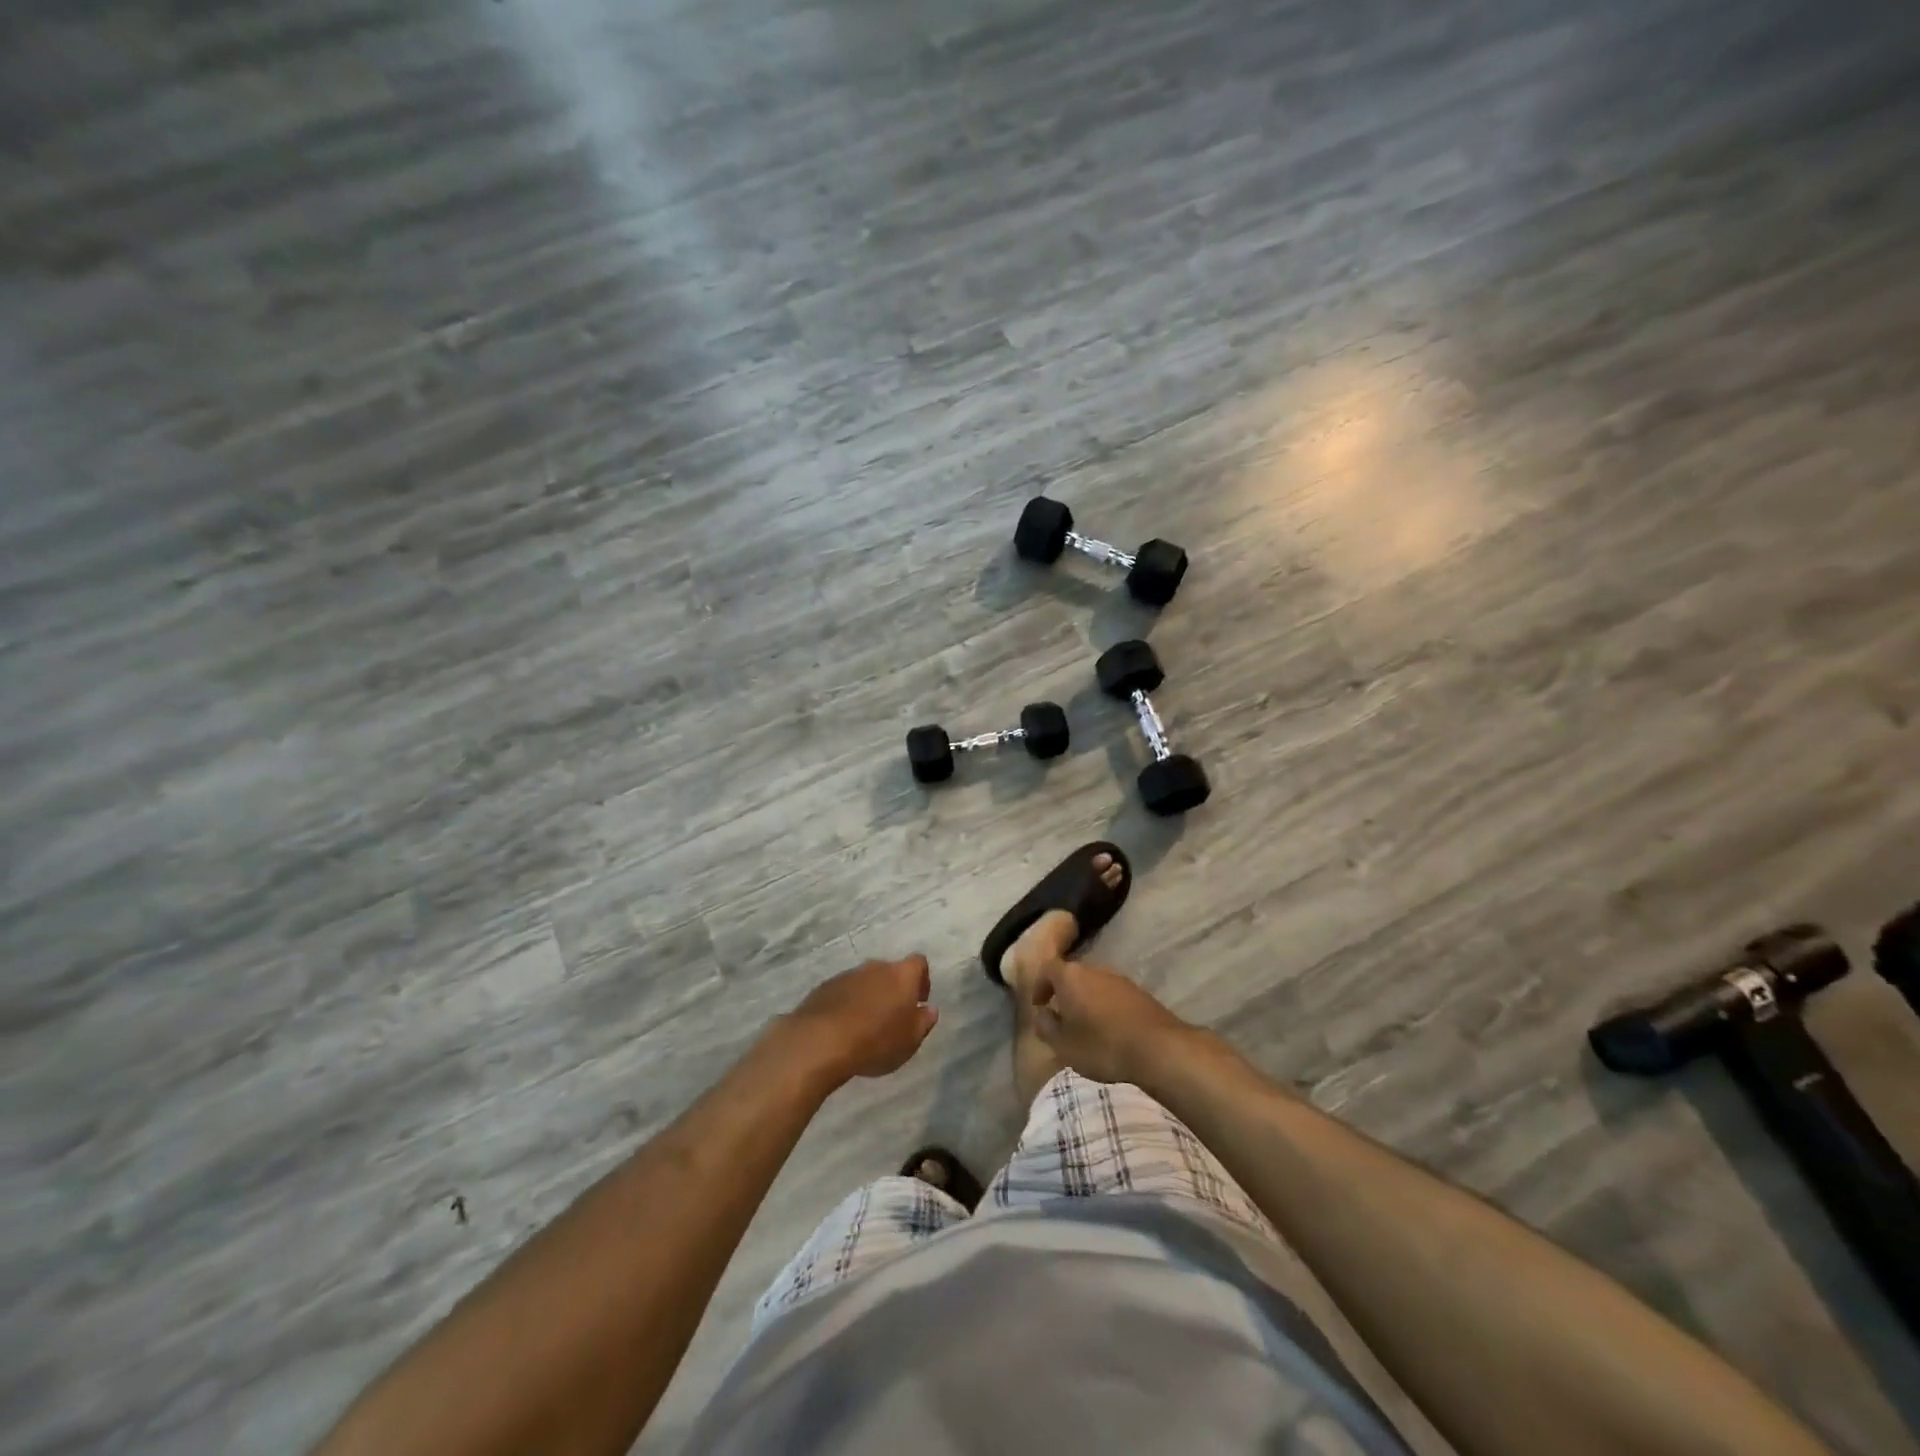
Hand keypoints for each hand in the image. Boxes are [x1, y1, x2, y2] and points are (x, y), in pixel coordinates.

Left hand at [785, 955, 938, 1082]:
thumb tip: (929, 1009)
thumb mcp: (910, 1040)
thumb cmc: (876, 1041)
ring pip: (865, 981)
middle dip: (893, 990)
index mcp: (901, 975)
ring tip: (865, 1026)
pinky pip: (843, 992)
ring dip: (869, 997)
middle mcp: (875, 967)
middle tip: (892, 1017)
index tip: (918, 1001)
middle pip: (890, 971)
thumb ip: (923, 1022)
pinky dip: (847, 1004)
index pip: (919, 963)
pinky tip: (843, 1028)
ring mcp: (847, 975)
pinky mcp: (824, 987)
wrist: (821, 1041)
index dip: (922, 980)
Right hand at [1029, 958, 1194, 1085]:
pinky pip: (1112, 996)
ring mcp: (1119, 979)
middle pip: (1072, 975)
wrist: (1157, 1048)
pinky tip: (1109, 1031)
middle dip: (1064, 994)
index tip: (1039, 1005)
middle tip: (1061, 1018)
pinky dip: (1105, 1008)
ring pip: (1093, 985)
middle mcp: (1094, 970)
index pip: (1048, 968)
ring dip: (1086, 1001)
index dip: (1040, 985)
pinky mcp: (1139, 993)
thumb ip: (1046, 1027)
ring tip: (1085, 1028)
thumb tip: (1042, 1014)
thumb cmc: (1102, 1045)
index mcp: (1070, 976)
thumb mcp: (1064, 1045)